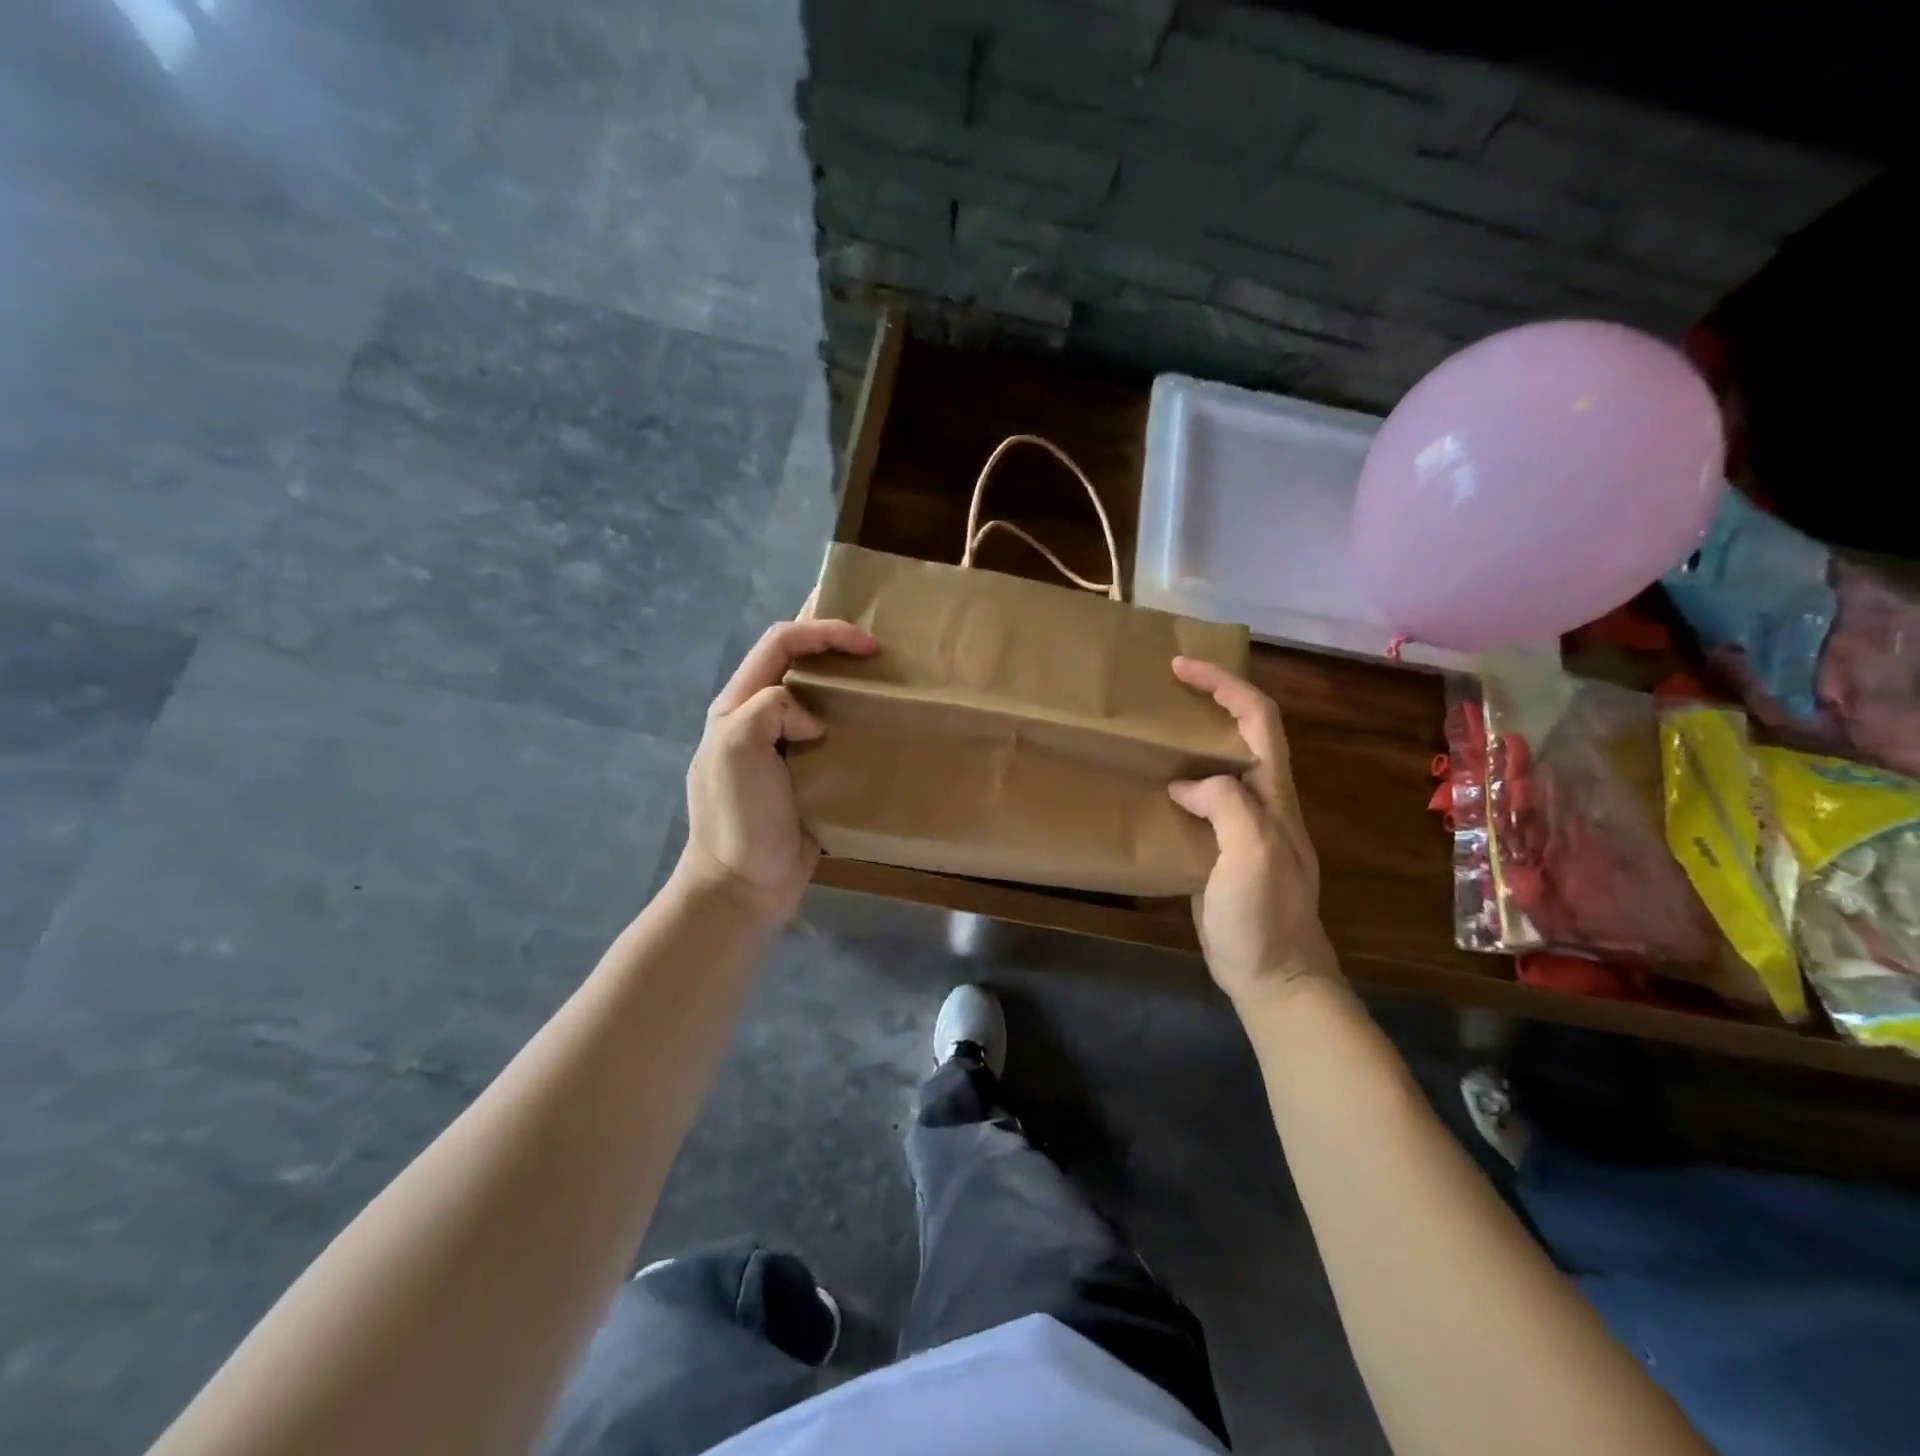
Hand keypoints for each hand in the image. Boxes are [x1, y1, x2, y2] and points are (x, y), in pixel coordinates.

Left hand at [678, 617, 878, 927]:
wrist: (744, 886)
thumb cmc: (737, 816)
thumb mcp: (737, 749)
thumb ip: (771, 709)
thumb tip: (814, 720)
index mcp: (738, 705)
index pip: (781, 644)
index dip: (824, 632)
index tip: (869, 645)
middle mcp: (760, 718)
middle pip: (798, 662)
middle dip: (834, 641)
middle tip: (879, 640)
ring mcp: (785, 748)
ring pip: (818, 697)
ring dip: (849, 681)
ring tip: (887, 676)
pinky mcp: (808, 775)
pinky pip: (833, 736)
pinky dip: (855, 722)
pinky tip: (881, 725)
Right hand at [1168, 657, 1340, 1008]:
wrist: (1273, 976)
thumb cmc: (1266, 916)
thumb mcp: (1252, 855)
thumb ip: (1228, 806)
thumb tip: (1188, 785)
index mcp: (1274, 795)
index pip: (1258, 720)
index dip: (1224, 686)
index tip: (1182, 667)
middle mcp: (1261, 801)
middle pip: (1242, 734)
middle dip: (1209, 701)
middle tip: (1162, 691)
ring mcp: (1240, 827)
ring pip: (1219, 766)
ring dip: (1190, 740)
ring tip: (1150, 730)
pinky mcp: (1218, 850)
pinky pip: (1200, 802)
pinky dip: (1177, 782)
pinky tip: (1149, 788)